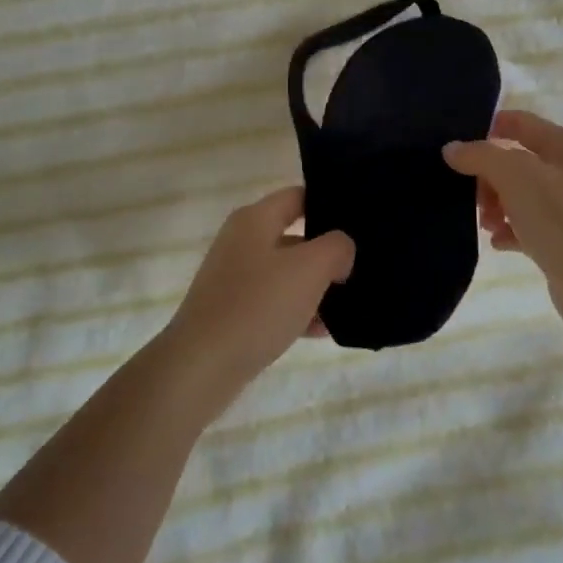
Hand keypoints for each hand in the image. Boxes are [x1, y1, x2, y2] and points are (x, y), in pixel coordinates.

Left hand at [163, 186, 353, 400]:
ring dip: (315, 287)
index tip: (360, 222)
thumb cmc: (258, 305)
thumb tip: (342, 248)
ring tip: (349, 304)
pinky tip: (323, 331)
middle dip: (327, 253)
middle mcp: (241, 242)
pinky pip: (273, 303)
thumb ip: (336, 248)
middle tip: (360, 267)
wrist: (202, 366)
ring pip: (286, 273)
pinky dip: (297, 312)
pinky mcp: (231, 312)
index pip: (298, 196)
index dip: (329, 204)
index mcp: (254, 219)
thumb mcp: (309, 269)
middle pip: (294, 236)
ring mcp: (234, 278)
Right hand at [443, 110, 562, 345]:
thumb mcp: (515, 175)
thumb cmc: (561, 217)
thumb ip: (480, 156)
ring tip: (484, 223)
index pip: (521, 123)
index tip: (457, 146)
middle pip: (517, 162)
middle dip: (488, 176)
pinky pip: (528, 228)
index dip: (489, 128)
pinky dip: (509, 231)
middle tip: (471, 195)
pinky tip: (496, 242)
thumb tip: (452, 149)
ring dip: (496, 205)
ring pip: (521, 196)